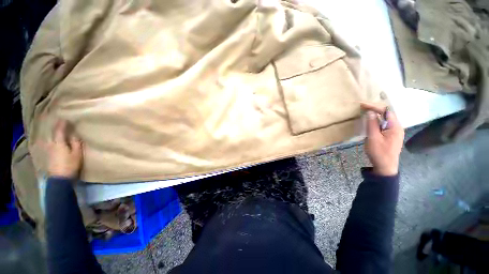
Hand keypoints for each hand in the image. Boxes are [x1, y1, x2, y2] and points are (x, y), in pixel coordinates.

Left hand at [47, 120, 83, 178]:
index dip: (62, 124)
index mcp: (59, 143)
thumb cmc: (70, 165)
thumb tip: (74, 134)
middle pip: (52, 134)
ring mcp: (48, 150)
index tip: (66, 118)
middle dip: (56, 128)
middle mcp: (51, 144)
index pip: (60, 130)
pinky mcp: (47, 155)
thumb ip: (75, 143)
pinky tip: (53, 141)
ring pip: (49, 139)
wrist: (59, 179)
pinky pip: (49, 144)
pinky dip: (51, 140)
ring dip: (53, 134)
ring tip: (57, 131)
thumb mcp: (76, 154)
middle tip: (60, 123)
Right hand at [361, 103, 404, 175]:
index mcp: (395, 127)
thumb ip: (372, 124)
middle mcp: (397, 127)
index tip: (362, 104)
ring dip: (376, 114)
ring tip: (365, 111)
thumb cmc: (379, 153)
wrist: (385, 167)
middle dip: (375, 108)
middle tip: (362, 107)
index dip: (374, 106)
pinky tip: (371, 121)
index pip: (386, 111)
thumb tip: (370, 112)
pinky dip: (376, 120)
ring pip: (385, 119)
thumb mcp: (373, 138)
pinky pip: (383, 124)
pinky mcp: (390, 135)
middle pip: (387, 113)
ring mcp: (394, 132)